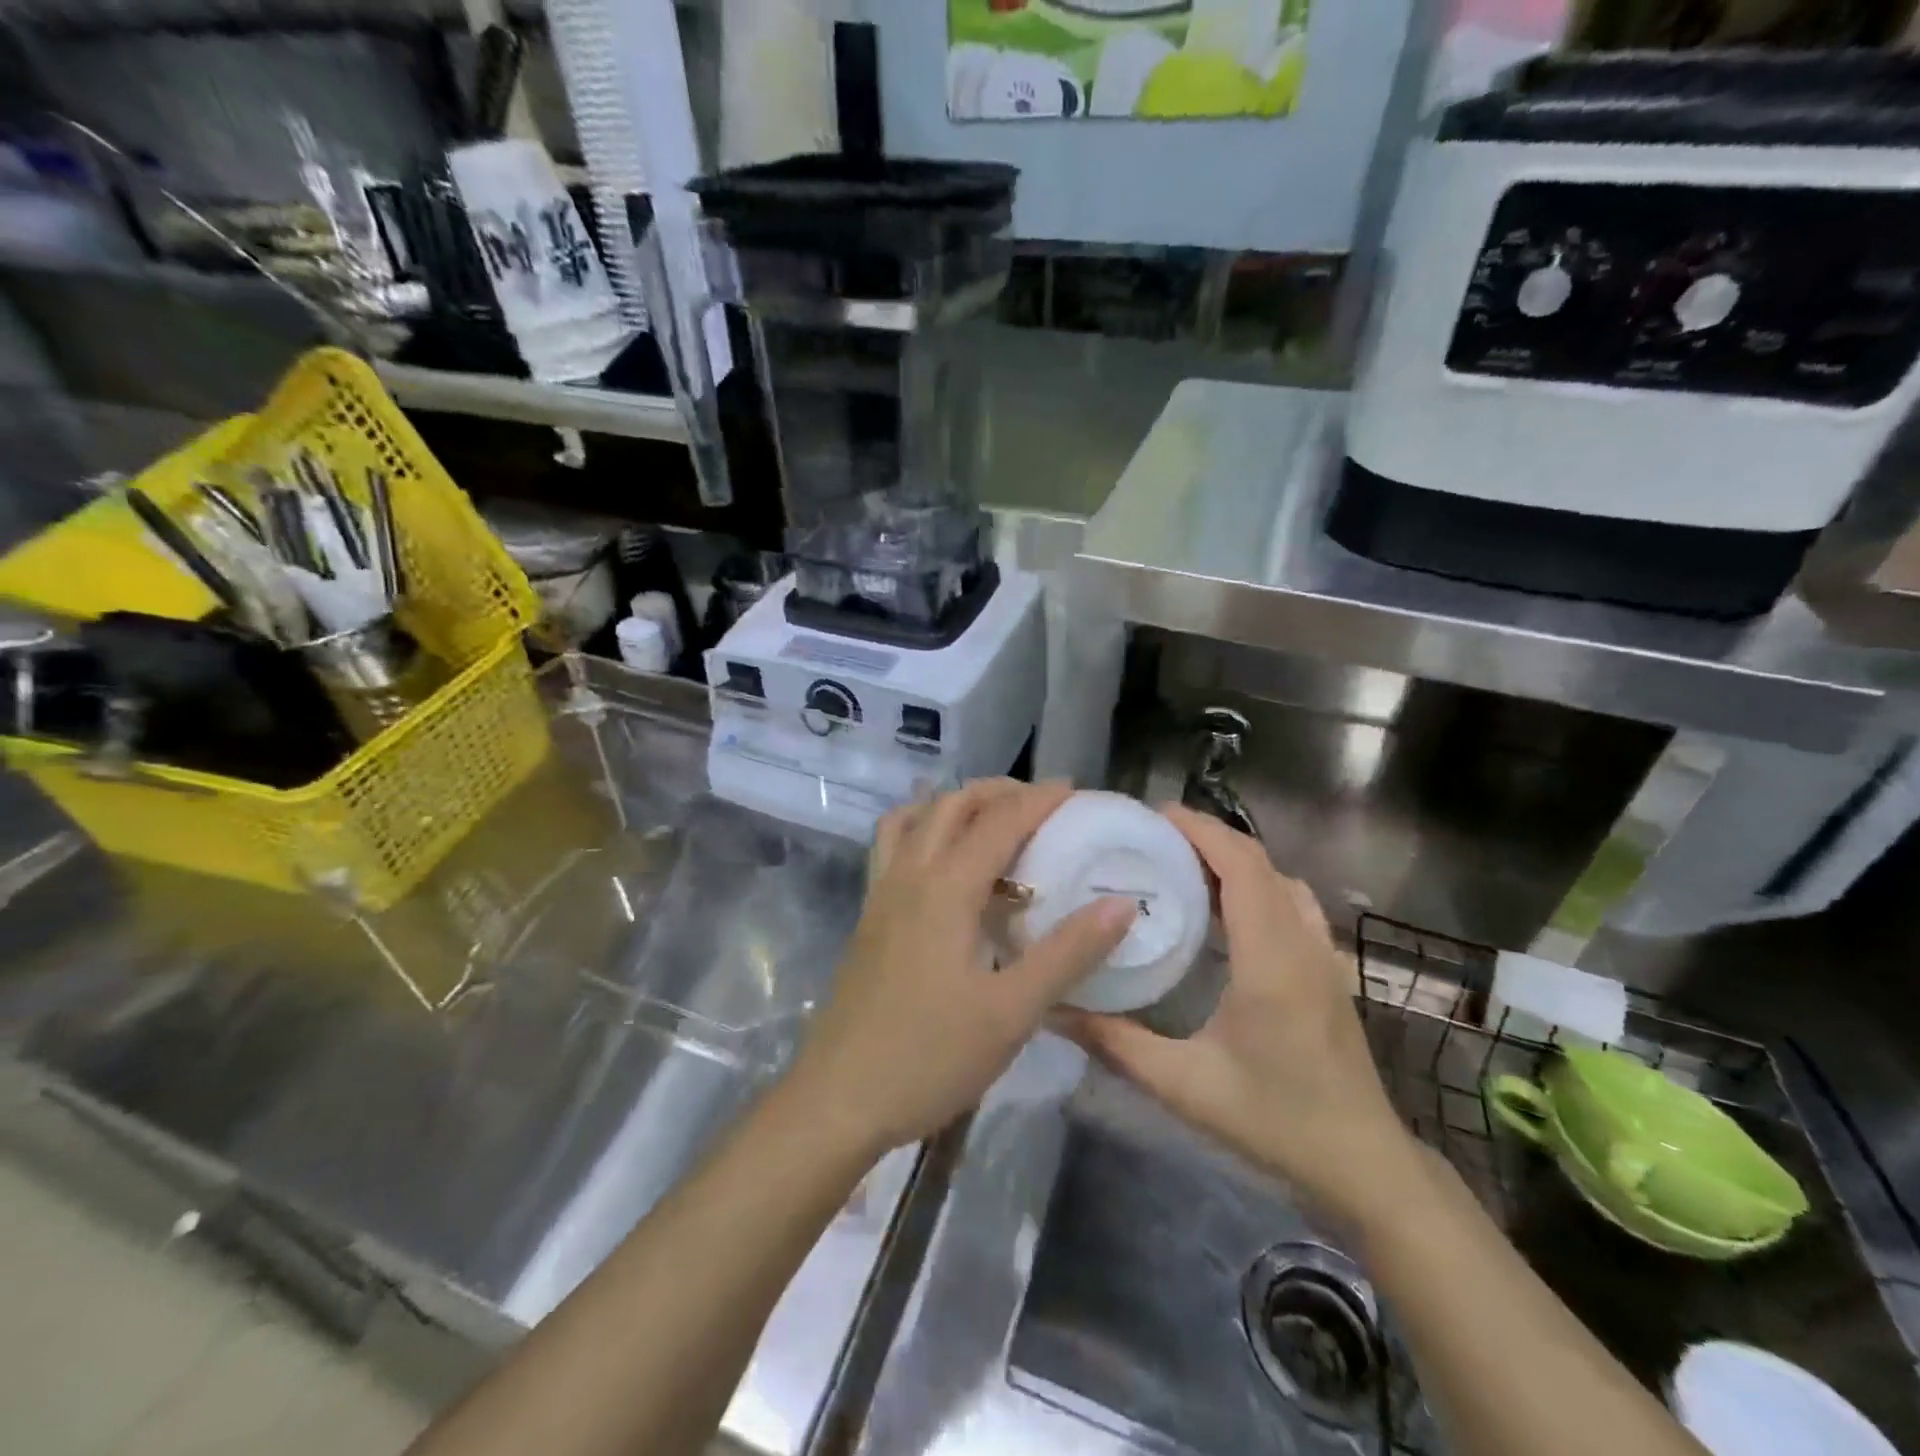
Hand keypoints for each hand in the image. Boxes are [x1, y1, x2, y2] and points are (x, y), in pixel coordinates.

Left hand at [786, 780, 1135, 1159]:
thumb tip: (1121, 904)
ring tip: (989, 821)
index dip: (1039, 799)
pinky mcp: (868, 916)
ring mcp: (881, 893)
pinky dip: (921, 829)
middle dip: (998, 792)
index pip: (999, 821)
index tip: (1077, 791)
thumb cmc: (930, 1057)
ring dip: (954, 804)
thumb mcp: (1012, 1012)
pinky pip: (892, 846)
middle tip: (1040, 804)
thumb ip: (1067, 954)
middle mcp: (909, 875)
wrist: (839, 1098)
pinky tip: (943, 864)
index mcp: (946, 888)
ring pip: (913, 818)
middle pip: (951, 805)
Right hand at [1056, 805, 1421, 1225]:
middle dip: (1208, 836)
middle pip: (1259, 863)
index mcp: (1270, 959)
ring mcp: (1323, 955)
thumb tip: (1054, 1008)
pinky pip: (1291, 903)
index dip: (1201, 831)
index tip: (1153, 814)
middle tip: (1152, 836)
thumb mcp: (1184, 1085)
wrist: (1364, 1164)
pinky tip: (1225, 910)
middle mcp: (1302, 943)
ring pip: (1279, 880)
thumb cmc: (1274, 1122)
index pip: (1242, 867)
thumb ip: (1115, 1043)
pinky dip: (1256, 884)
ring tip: (1182, 863)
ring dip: (1234, 859)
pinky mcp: (1328, 970)